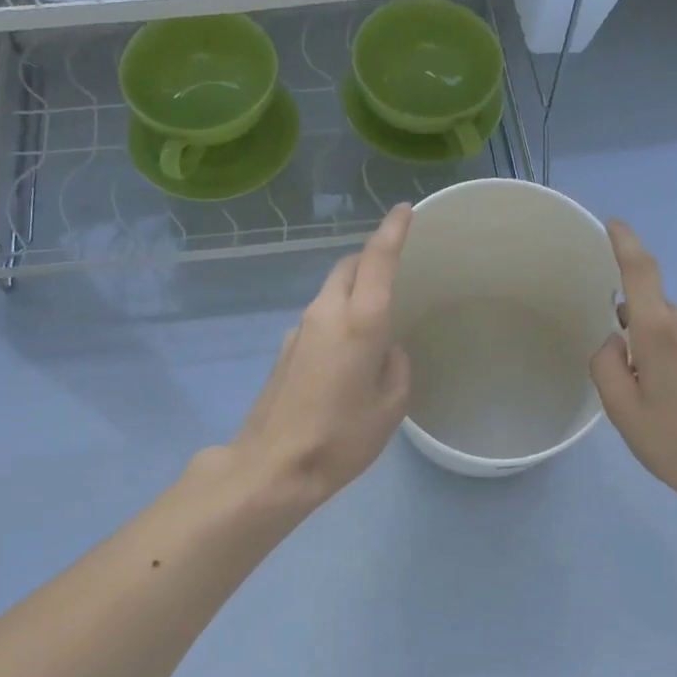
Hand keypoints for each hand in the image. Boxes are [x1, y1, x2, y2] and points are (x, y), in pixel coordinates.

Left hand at [226, 205, 412, 505]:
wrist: (273, 465)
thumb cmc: (342, 437)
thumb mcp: (391, 405)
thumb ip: (395, 365)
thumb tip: (383, 350)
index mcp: (360, 321)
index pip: (377, 260)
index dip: (392, 231)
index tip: (404, 210)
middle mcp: (326, 313)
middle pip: (348, 267)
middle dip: (370, 258)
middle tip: (394, 267)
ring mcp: (299, 329)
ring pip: (331, 291)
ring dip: (352, 289)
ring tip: (373, 315)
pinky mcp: (284, 349)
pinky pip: (318, 317)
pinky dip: (337, 316)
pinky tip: (345, 351)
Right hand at [589, 219, 676, 519]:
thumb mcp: (622, 411)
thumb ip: (606, 365)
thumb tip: (616, 341)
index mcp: (662, 330)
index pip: (640, 271)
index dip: (624, 242)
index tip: (613, 223)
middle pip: (651, 312)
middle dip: (637, 337)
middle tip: (636, 388)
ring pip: (673, 330)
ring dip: (661, 353)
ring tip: (667, 403)